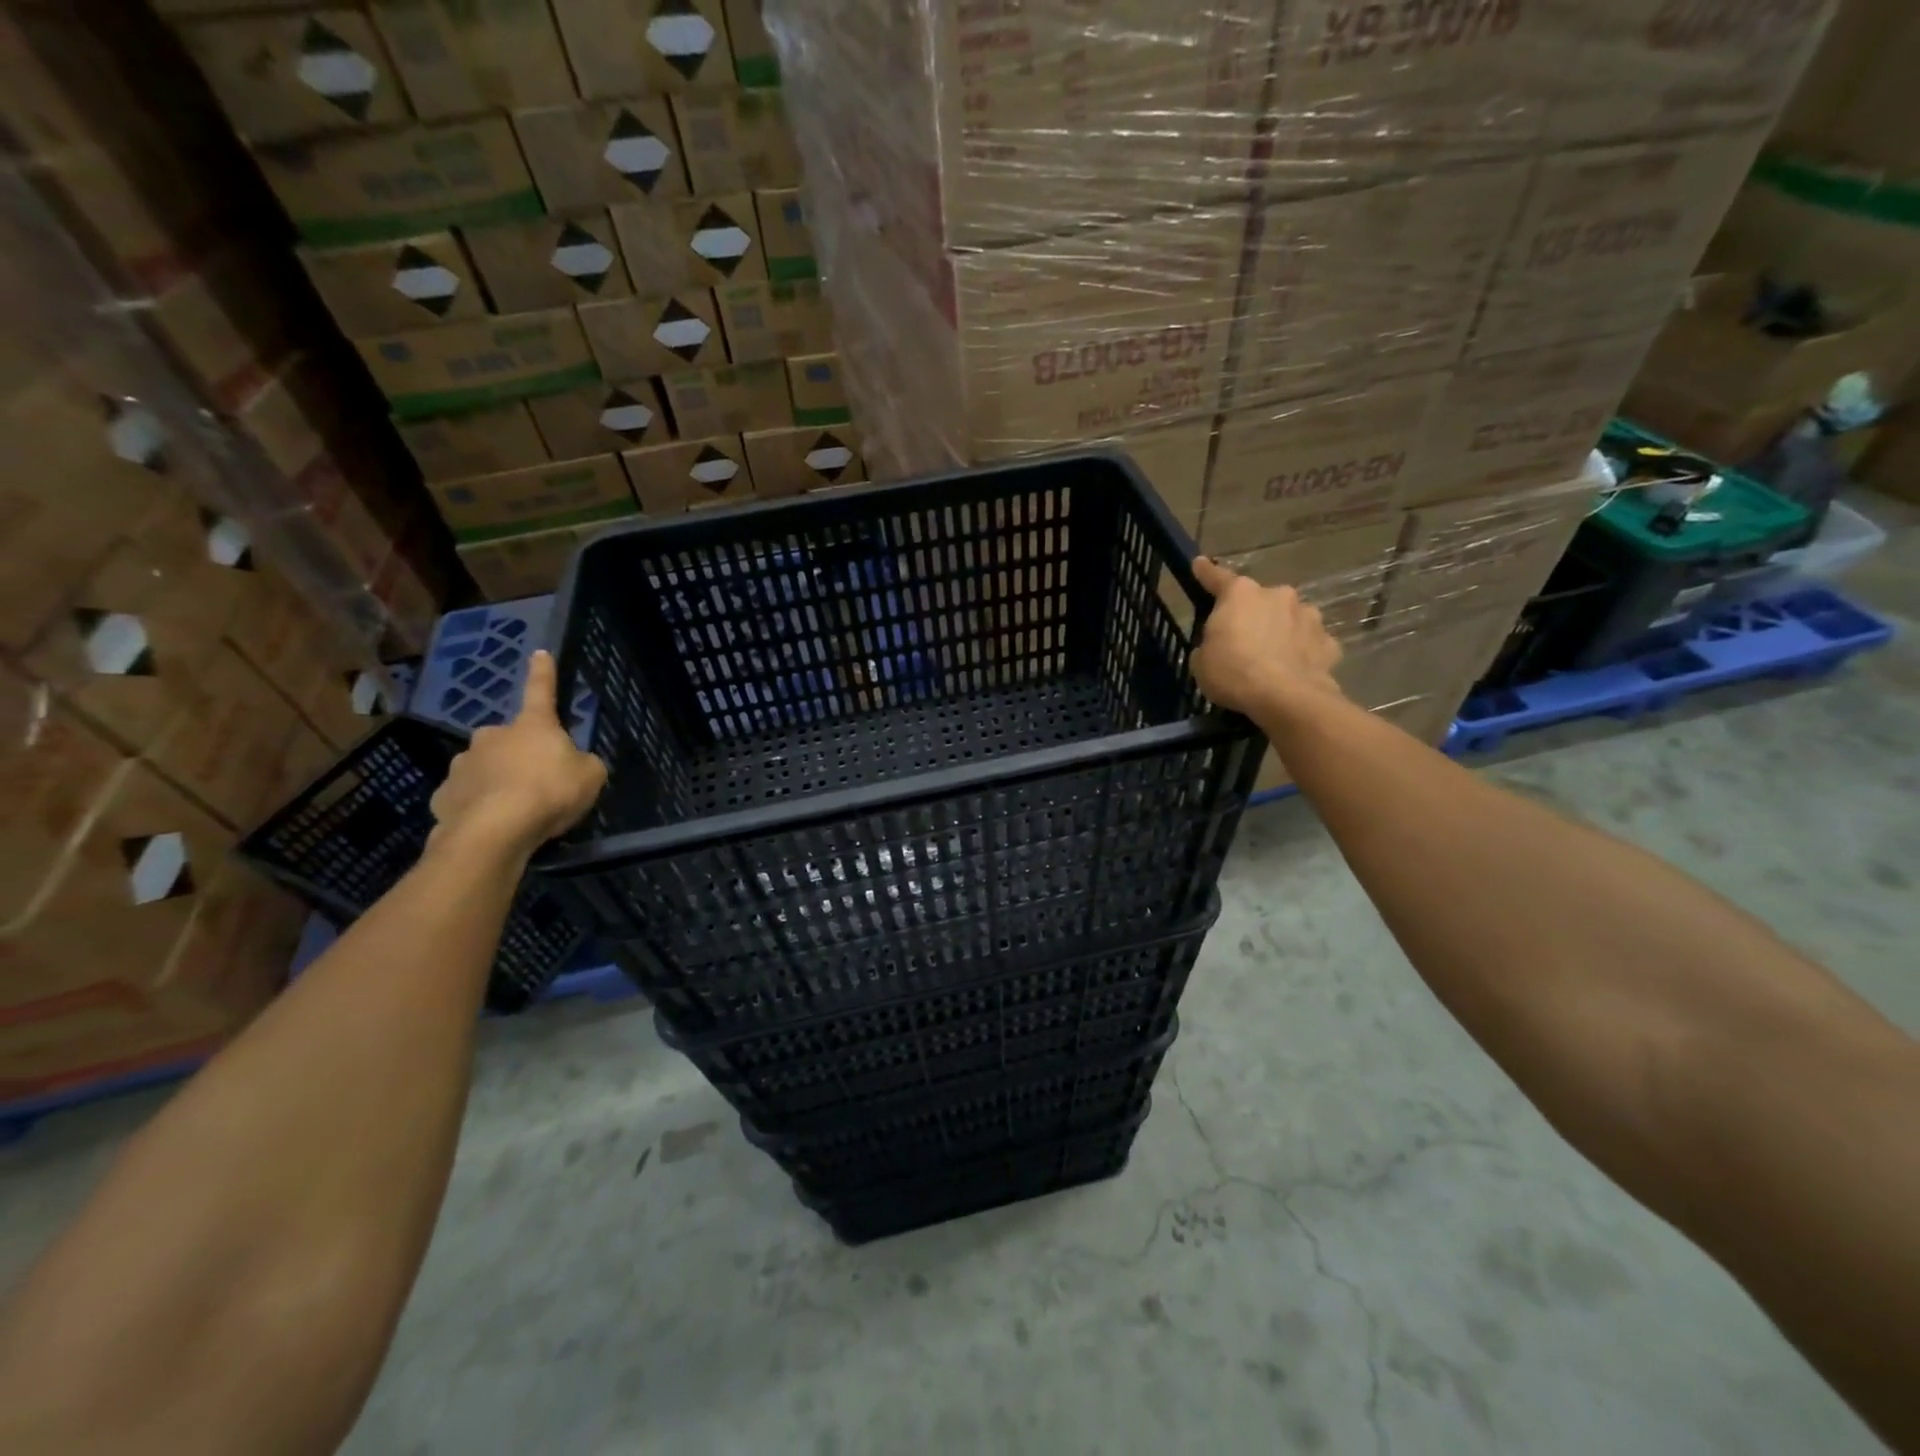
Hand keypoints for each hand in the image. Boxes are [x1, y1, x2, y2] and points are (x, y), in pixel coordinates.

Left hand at [428, 651, 607, 855]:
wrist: (494, 831)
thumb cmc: (550, 793)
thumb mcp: (590, 776)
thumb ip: (583, 764)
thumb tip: (571, 763)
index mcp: (532, 725)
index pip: (541, 690)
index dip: (543, 673)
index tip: (539, 653)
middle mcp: (492, 735)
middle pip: (509, 739)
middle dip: (519, 753)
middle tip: (536, 780)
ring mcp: (462, 764)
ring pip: (484, 767)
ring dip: (497, 780)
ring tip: (513, 809)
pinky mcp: (444, 795)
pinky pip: (467, 796)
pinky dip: (478, 805)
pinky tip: (491, 824)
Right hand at [1189, 557, 1343, 718]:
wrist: (1287, 698)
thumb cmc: (1234, 673)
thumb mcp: (1202, 663)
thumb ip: (1208, 646)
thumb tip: (1217, 648)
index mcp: (1240, 595)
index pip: (1217, 578)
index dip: (1206, 572)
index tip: (1199, 564)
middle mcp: (1277, 595)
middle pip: (1259, 600)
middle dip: (1252, 614)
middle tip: (1242, 640)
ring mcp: (1307, 616)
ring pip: (1289, 618)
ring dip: (1280, 630)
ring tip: (1273, 656)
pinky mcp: (1328, 641)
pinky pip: (1310, 642)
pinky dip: (1302, 651)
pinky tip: (1296, 669)